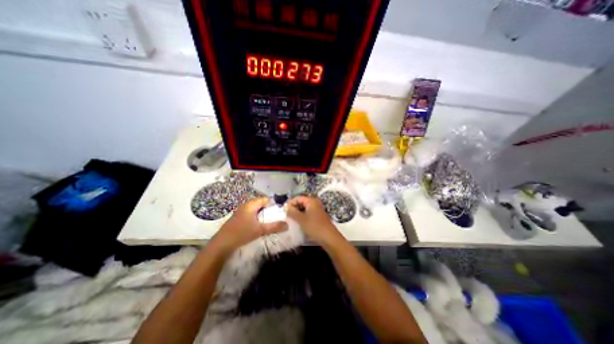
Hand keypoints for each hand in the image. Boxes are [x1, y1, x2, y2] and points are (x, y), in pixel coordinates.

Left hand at [210, 197, 288, 255]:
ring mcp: (240, 212)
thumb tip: (287, 225)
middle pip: (260, 204)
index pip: (265, 199)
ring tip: (269, 221)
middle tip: (276, 216)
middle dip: (268, 209)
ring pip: (255, 209)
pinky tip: (258, 225)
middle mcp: (245, 205)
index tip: (280, 211)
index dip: (273, 203)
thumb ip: (274, 227)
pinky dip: (256, 217)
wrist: (221, 245)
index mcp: (251, 204)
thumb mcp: (260, 230)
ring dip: (262, 214)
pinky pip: (250, 214)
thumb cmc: (241, 233)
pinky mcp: (238, 218)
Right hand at [288, 196, 339, 244]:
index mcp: (311, 201)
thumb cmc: (315, 227)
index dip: (290, 203)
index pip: (298, 198)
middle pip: (301, 202)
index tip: (284, 211)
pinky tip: (299, 223)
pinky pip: (308, 213)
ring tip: (291, 220)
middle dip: (293, 208)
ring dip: (297, 213)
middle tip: (287, 216)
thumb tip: (286, 207)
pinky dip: (302, 216)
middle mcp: (315, 203)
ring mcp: (317, 210)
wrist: (329, 238)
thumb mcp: (301, 219)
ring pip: (304, 208)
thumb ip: (292, 212)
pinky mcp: (318, 216)